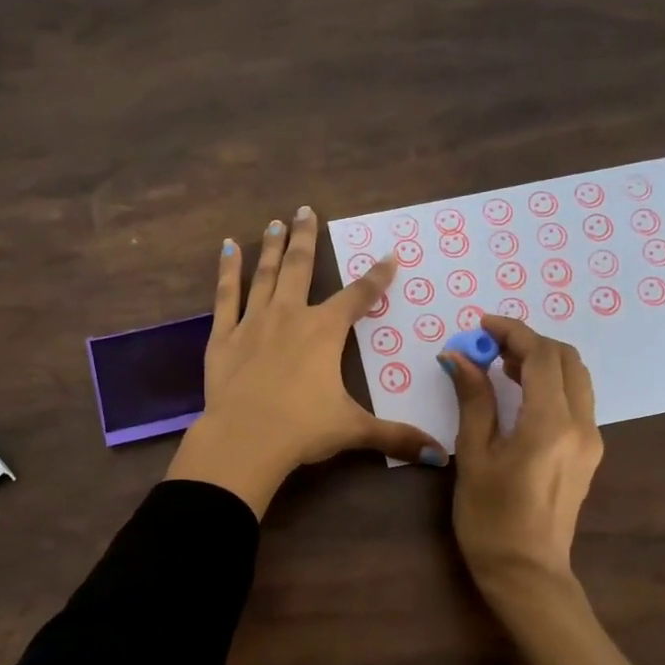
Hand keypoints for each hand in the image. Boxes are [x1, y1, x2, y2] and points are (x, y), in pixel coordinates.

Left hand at [166, 206, 446, 516]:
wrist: (245, 439)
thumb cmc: (303, 429)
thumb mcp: (354, 430)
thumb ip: (396, 437)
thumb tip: (442, 454)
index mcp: (324, 332)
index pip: (358, 297)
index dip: (377, 277)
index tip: (389, 256)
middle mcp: (290, 316)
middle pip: (299, 267)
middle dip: (305, 238)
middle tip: (305, 210)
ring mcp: (253, 322)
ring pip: (265, 275)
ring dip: (271, 247)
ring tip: (274, 222)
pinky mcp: (223, 336)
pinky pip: (226, 296)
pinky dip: (227, 271)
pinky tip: (228, 249)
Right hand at [441, 315, 634, 664]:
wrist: (527, 573)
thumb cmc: (490, 518)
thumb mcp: (474, 456)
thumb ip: (474, 400)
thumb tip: (460, 357)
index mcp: (550, 424)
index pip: (541, 356)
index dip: (513, 332)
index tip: (483, 325)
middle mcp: (581, 425)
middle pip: (567, 360)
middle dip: (530, 342)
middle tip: (490, 345)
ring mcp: (591, 440)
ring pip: (576, 378)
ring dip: (543, 361)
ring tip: (501, 365)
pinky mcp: (588, 453)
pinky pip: (575, 401)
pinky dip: (550, 384)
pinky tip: (519, 395)